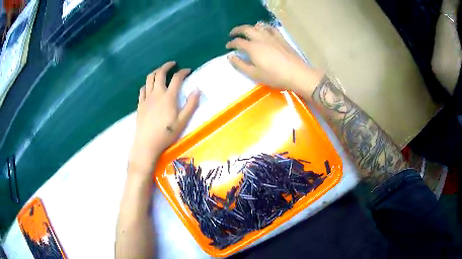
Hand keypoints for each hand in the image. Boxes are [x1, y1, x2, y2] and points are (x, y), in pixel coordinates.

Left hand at [129, 61, 200, 174]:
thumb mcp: (183, 121)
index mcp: (169, 97)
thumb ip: (191, 104)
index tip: (188, 70)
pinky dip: (147, 84)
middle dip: (167, 66)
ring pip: (149, 78)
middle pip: (160, 73)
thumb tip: (197, 89)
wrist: (147, 144)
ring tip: (161, 71)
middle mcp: (157, 93)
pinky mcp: (140, 104)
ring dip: (156, 71)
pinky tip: (149, 86)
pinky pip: (142, 89)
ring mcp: (146, 98)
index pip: (177, 78)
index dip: (183, 72)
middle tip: (172, 64)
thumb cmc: (166, 134)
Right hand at [226, 24, 323, 94]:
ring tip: (246, 31)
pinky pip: (270, 28)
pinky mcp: (281, 38)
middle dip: (237, 30)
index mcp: (252, 47)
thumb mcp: (254, 74)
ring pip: (258, 26)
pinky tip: (263, 29)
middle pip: (246, 29)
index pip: (238, 42)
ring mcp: (271, 36)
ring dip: (249, 27)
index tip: (228, 47)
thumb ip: (240, 65)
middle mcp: (260, 38)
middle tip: (232, 34)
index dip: (231, 44)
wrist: (296, 73)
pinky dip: (264, 27)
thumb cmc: (274, 76)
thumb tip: (230, 56)